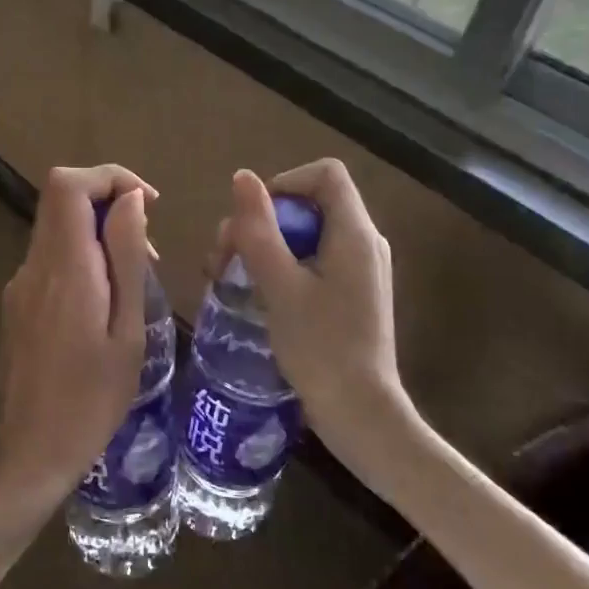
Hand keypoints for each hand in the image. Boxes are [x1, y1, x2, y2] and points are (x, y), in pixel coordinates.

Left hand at [0, 165, 156, 525]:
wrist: (30, 451)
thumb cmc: (91, 399)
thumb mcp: (127, 331)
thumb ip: (126, 259)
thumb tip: (130, 201)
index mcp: (64, 268)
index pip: (69, 185)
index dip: (110, 177)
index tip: (147, 204)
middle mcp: (33, 266)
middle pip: (61, 198)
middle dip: (108, 203)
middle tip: (146, 248)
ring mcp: (19, 284)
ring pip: (56, 227)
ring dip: (97, 233)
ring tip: (132, 282)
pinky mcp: (16, 302)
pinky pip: (50, 257)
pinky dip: (81, 257)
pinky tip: (104, 304)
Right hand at [209, 160, 420, 491]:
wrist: (361, 415)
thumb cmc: (320, 348)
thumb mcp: (279, 286)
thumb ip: (259, 229)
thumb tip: (242, 177)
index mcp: (354, 234)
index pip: (324, 174)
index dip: (284, 183)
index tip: (252, 219)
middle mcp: (363, 243)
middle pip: (310, 203)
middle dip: (262, 221)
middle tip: (224, 255)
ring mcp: (360, 269)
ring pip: (306, 234)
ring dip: (265, 246)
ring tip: (228, 276)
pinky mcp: (351, 293)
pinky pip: (313, 260)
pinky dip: (281, 266)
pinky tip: (255, 294)